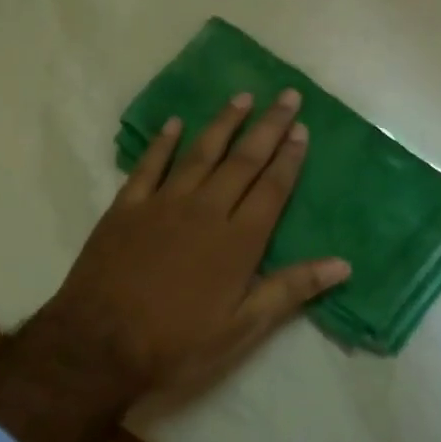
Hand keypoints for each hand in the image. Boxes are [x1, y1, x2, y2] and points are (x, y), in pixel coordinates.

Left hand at [0, 88, 349, 441]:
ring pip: (201, 153)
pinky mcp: (126, 208)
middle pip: (243, 161)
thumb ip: (290, 289)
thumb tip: (343, 264)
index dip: (289, 157)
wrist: (98, 345)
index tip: (302, 129)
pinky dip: (163, 143)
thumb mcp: (242, 327)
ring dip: (224, 123)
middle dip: (268, 127)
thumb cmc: (177, 342)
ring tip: (243, 97)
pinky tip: (175, 124)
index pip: (272, 188)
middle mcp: (205, 210)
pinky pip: (149, 166)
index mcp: (238, 240)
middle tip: (287, 96)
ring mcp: (163, 204)